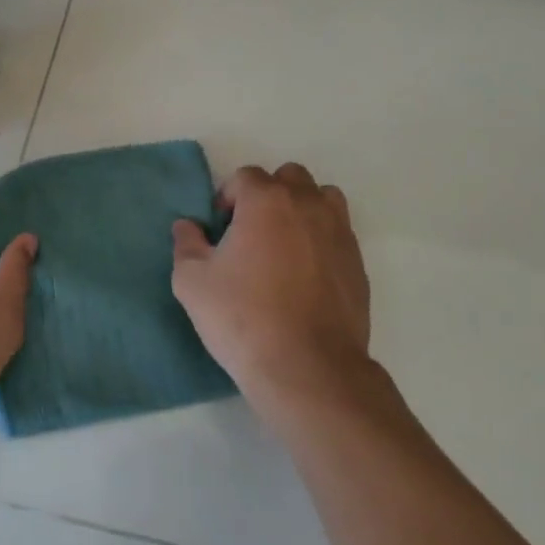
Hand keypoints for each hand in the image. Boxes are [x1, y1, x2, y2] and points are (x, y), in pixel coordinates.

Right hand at [172, 163, 373, 420]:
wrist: (307, 367)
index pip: (245, 176)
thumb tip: (187, 226)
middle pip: (288, 177)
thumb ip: (186, 244)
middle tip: (251, 232)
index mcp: (267, 201)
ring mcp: (339, 231)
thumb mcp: (192, 282)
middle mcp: (307, 204)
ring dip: (302, 209)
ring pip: (322, 198)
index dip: (228, 197)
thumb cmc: (243, 318)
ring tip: (285, 245)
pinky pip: (339, 232)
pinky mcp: (357, 261)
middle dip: (268, 195)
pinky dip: (322, 239)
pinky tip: (306, 274)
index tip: (220, 230)